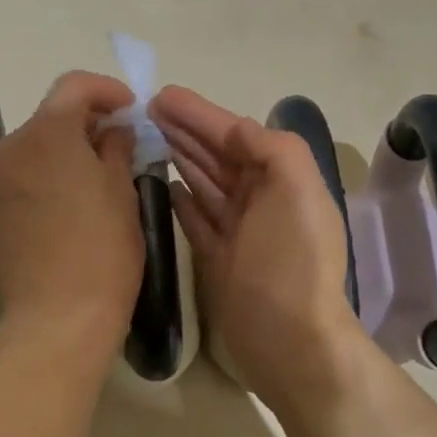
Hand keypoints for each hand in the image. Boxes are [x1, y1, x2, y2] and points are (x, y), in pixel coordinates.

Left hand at [0, 71, 143, 363]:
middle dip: (86, 123)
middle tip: (120, 144)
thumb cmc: (102, 250)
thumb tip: (112, 129)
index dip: (106, 90)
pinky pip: (21, 174)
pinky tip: (69, 199)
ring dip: (65, 149)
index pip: (74, 86)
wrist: (55, 318)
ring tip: (97, 175)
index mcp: (46, 131)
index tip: (130, 109)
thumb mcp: (122, 192)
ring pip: (34, 146)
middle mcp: (8, 146)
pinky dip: (45, 173)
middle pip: (51, 116)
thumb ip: (116, 147)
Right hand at [151, 85, 371, 414]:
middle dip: (184, 131)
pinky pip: (196, 218)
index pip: (235, 134)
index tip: (159, 96)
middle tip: (142, 112)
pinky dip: (181, 199)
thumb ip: (270, 148)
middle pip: (217, 155)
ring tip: (145, 139)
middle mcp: (261, 200)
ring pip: (203, 183)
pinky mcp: (218, 258)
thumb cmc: (290, 261)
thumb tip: (234, 130)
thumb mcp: (294, 191)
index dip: (199, 114)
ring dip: (179, 158)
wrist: (290, 340)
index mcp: (281, 180)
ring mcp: (239, 231)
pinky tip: (162, 185)